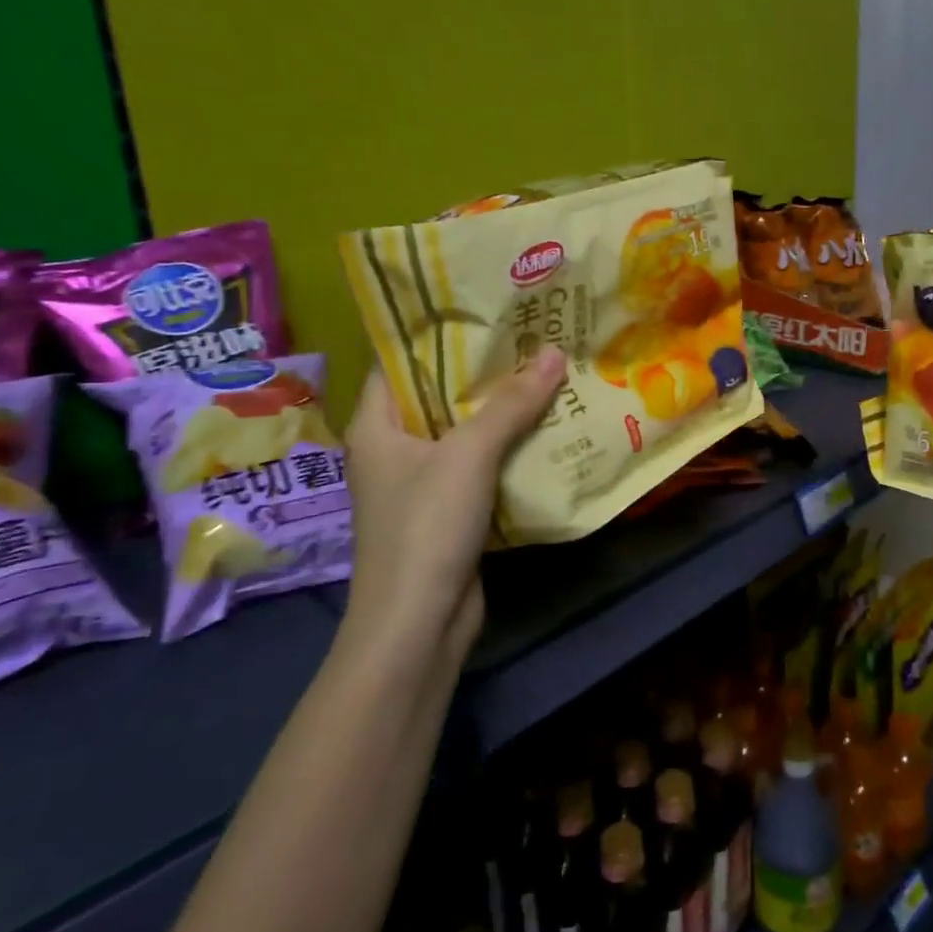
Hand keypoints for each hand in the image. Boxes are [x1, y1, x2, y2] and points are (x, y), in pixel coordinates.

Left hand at [340, 348, 565, 661]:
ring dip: (504, 409)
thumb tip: (555, 353)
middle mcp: (395, 448)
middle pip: (439, 394)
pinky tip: (548, 426)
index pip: (398, 361)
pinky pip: (481, 464)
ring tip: (549, 370)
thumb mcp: (469, 455)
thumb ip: (511, 403)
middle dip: (484, 369)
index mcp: (377, 425)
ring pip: (466, 431)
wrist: (419, 623)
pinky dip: (510, 447)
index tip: (483, 307)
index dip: (435, 332)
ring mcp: (422, 481)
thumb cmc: (426, 526)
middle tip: (532, 335)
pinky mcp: (450, 509)